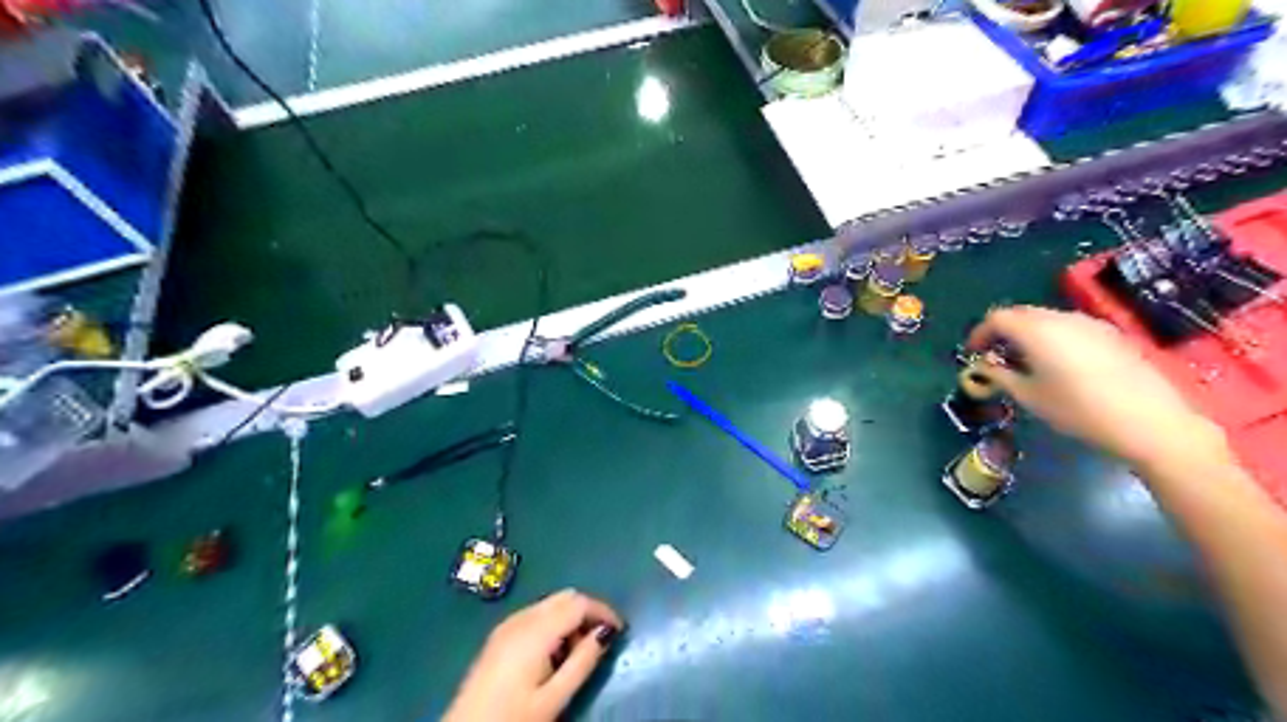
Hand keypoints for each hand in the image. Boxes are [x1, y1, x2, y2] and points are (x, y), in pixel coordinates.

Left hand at [442, 591, 622, 718]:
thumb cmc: (512, 718)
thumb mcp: (554, 697)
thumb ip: (583, 661)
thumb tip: (606, 632)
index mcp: (536, 630)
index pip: (579, 603)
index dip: (604, 610)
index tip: (620, 629)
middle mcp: (521, 618)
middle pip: (565, 597)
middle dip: (587, 612)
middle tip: (600, 641)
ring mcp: (507, 624)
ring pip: (550, 603)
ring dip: (570, 617)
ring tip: (578, 651)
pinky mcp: (499, 635)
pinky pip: (536, 614)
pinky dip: (553, 623)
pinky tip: (554, 652)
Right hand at [972, 305, 1230, 469]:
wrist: (1149, 421)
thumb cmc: (1078, 410)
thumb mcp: (1029, 396)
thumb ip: (1000, 375)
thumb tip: (983, 365)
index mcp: (1036, 331)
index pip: (997, 318)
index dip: (980, 333)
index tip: (972, 352)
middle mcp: (1062, 319)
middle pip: (1022, 314)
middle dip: (1003, 331)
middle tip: (994, 355)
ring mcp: (1090, 324)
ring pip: (1047, 319)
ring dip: (1028, 333)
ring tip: (1023, 361)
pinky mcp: (1111, 334)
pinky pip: (1070, 327)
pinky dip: (1052, 337)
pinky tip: (1056, 363)